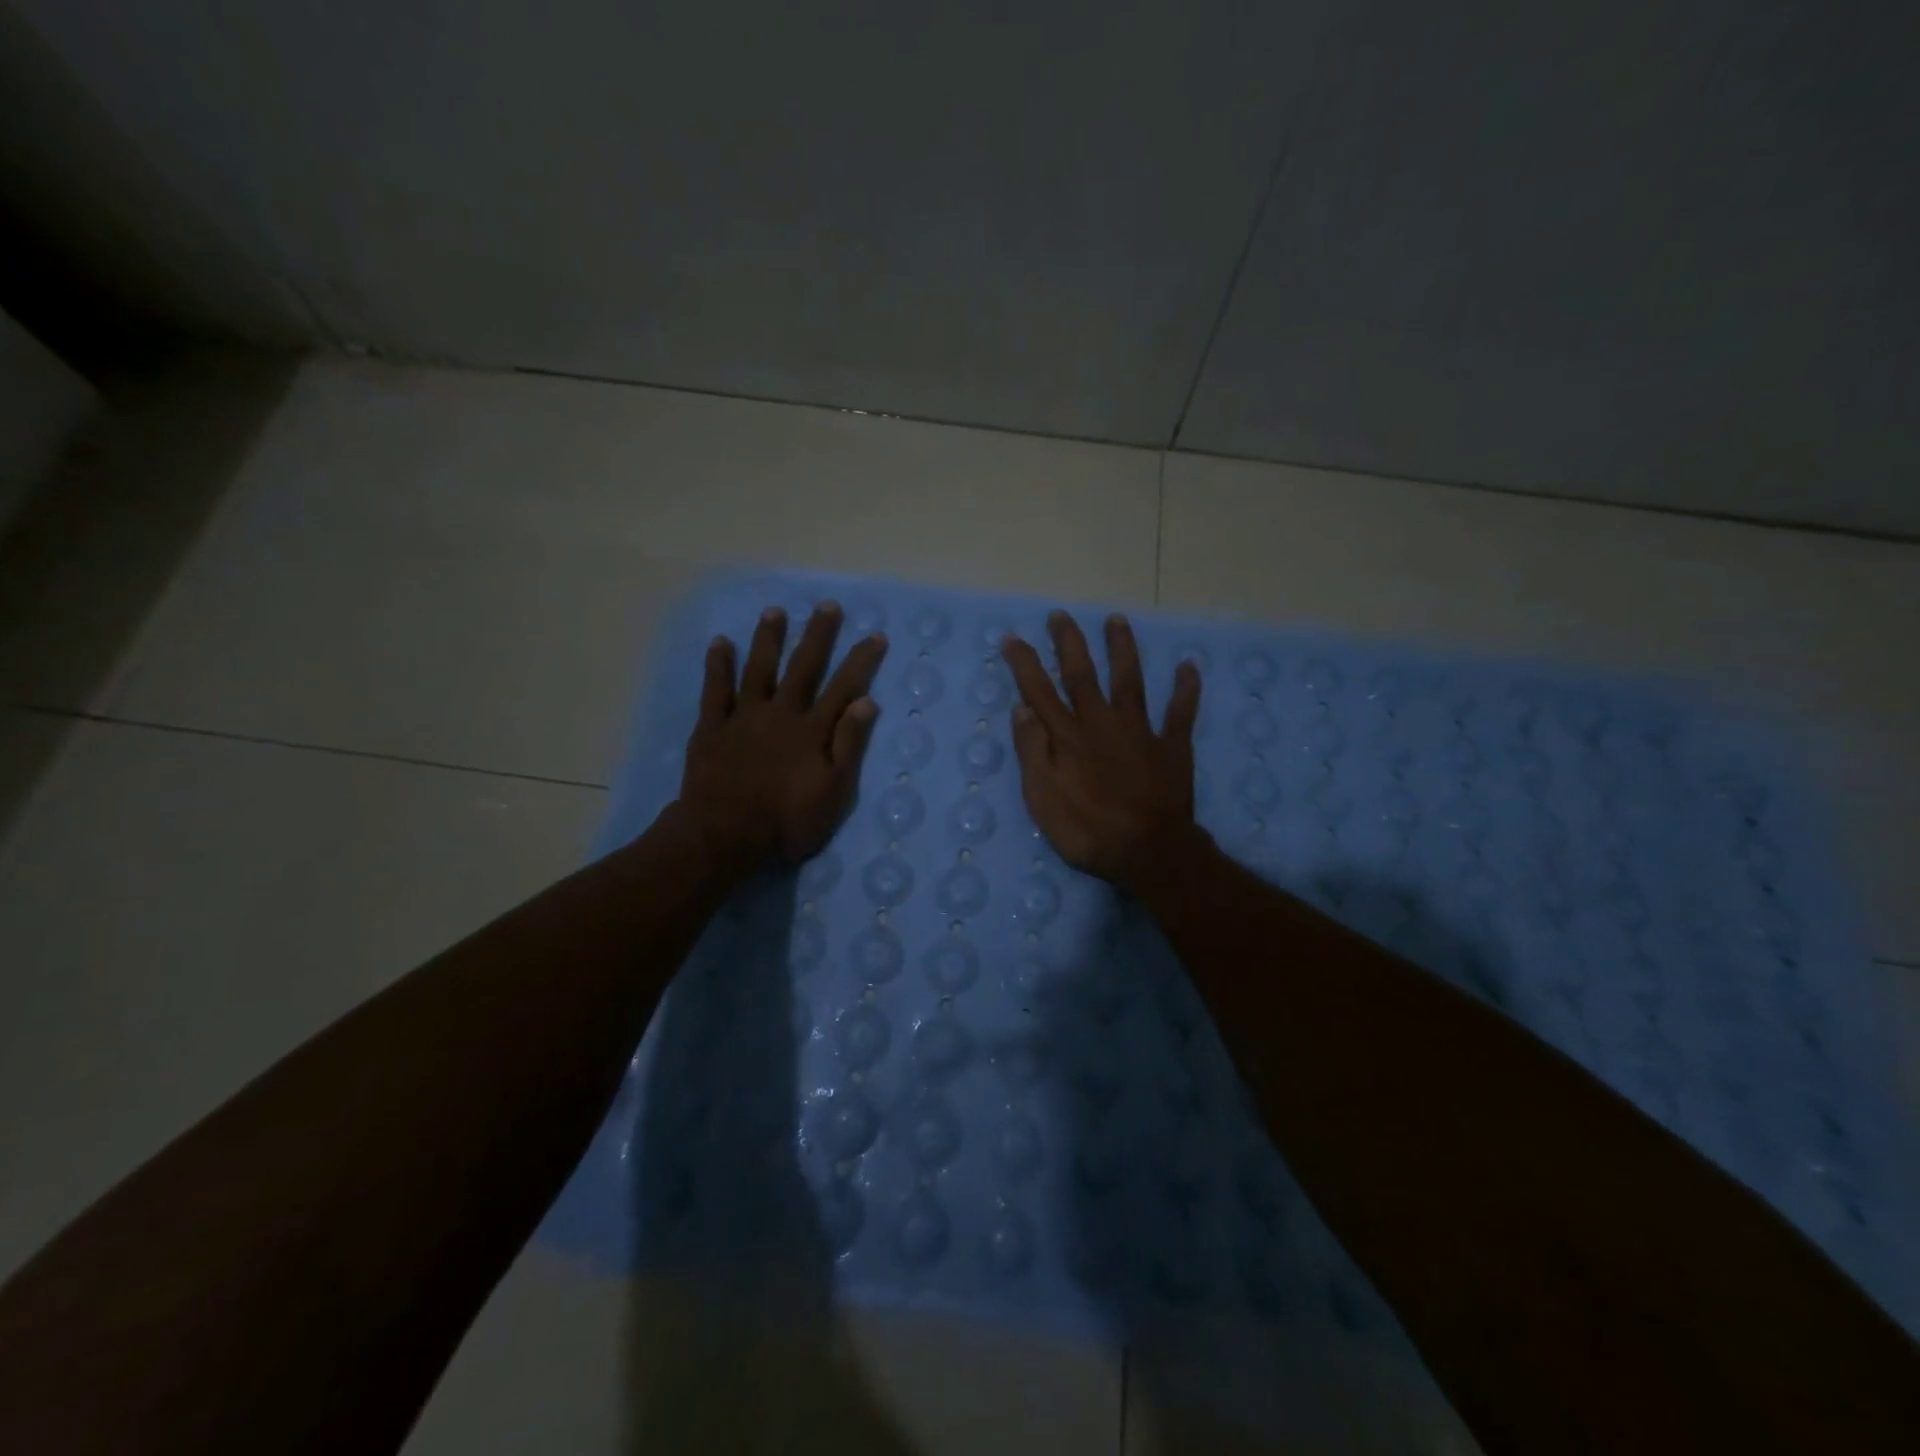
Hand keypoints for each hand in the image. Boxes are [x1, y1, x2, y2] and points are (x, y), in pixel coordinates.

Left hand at [676, 602, 887, 873]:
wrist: (724, 835)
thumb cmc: (787, 821)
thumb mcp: (833, 793)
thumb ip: (849, 746)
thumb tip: (866, 701)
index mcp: (812, 731)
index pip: (843, 688)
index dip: (861, 661)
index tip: (876, 636)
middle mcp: (781, 713)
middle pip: (803, 668)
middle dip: (817, 636)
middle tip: (827, 606)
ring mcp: (744, 717)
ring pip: (759, 669)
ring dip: (768, 639)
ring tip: (775, 611)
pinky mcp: (712, 727)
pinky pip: (715, 690)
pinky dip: (718, 666)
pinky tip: (721, 643)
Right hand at [1000, 610, 1202, 891]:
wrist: (1148, 852)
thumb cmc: (1086, 830)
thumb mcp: (1042, 798)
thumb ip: (1032, 751)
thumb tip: (1021, 709)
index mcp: (1067, 737)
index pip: (1039, 691)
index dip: (1024, 663)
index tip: (1012, 637)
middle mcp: (1101, 722)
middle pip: (1082, 674)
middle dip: (1069, 643)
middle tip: (1060, 615)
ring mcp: (1140, 731)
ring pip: (1129, 680)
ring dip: (1122, 649)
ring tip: (1117, 620)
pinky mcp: (1172, 746)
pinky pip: (1181, 711)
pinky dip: (1185, 688)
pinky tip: (1188, 666)